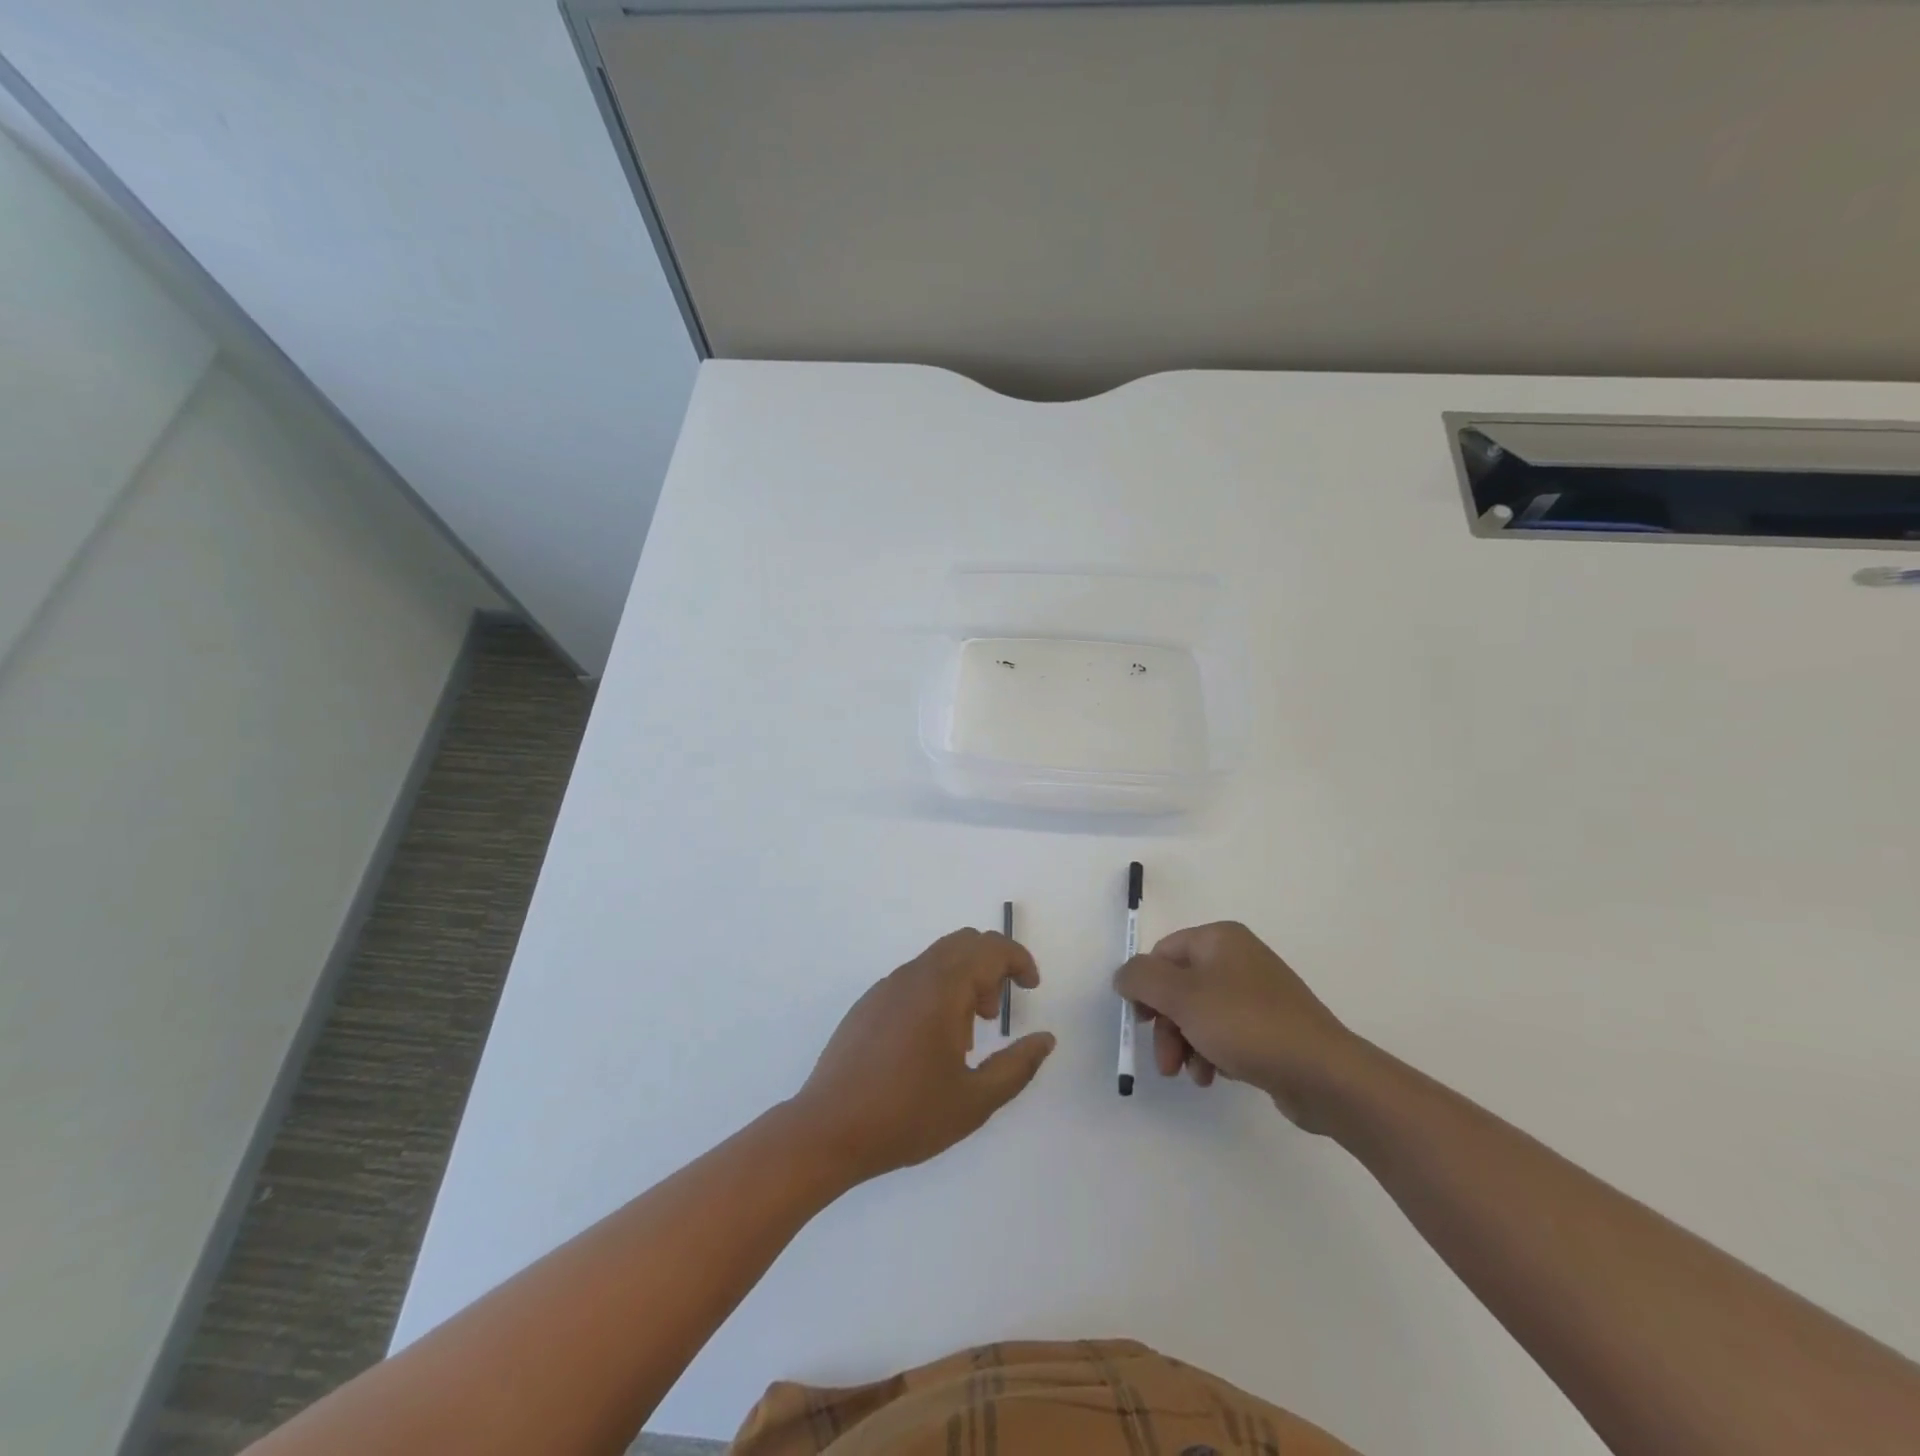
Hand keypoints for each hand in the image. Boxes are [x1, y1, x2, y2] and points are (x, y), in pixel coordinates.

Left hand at [792, 929, 1054, 1183]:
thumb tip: (1045, 1039)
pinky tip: (929, 1044)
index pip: (990, 948)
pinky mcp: (868, 1003)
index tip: (1032, 988)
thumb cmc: (906, 1116)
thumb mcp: (975, 1101)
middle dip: (991, 967)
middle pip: (964, 943)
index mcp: (942, 989)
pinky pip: (913, 978)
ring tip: (965, 1038)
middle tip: (994, 1016)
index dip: (1019, 960)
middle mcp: (913, 975)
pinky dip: (936, 992)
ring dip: (963, 981)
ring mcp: (886, 987)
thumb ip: (1017, 1066)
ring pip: (937, 960)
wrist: (827, 1131)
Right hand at [1114, 921, 1369, 1130]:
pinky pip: (1226, 1033)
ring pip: (1200, 1014)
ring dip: (1186, 1045)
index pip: (1163, 954)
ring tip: (1194, 1076)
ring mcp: (1258, 994)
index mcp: (1220, 939)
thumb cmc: (1247, 1025)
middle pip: (1180, 987)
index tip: (1140, 1023)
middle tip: (1166, 1062)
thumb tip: (1124, 975)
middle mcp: (1238, 958)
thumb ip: (1142, 979)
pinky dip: (1213, 1053)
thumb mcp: (1183, 997)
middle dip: (1166, 1026)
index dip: (1145, 988)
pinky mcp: (1271, 1027)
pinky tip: (1217, 1077)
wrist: (1324, 1074)